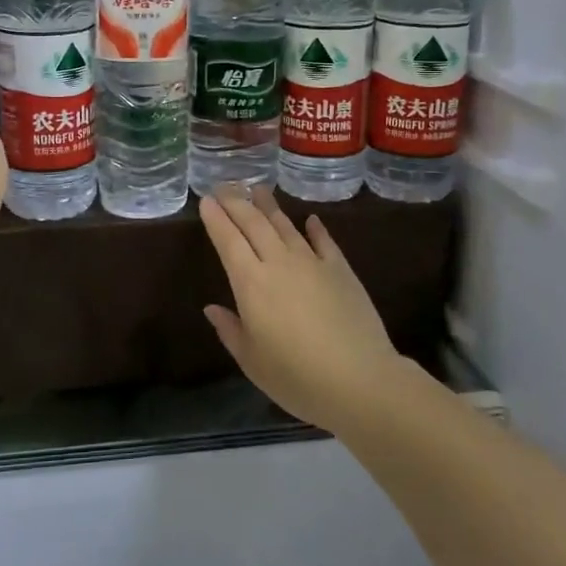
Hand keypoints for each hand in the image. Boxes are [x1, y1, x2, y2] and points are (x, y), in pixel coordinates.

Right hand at [197, 186, 405, 433]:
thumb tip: (212, 308)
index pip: (228, 240)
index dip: (216, 218)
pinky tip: (310, 219)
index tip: (206, 200)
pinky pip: (324, 241)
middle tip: (225, 186)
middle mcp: (279, 263)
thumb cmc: (296, 377)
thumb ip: (230, 330)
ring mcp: (312, 262)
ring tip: (258, 188)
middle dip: (236, 202)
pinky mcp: (341, 269)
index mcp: (251, 283)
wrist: (359, 380)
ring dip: (269, 205)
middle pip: (253, 223)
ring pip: (285, 225)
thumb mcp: (252, 361)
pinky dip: (315, 228)